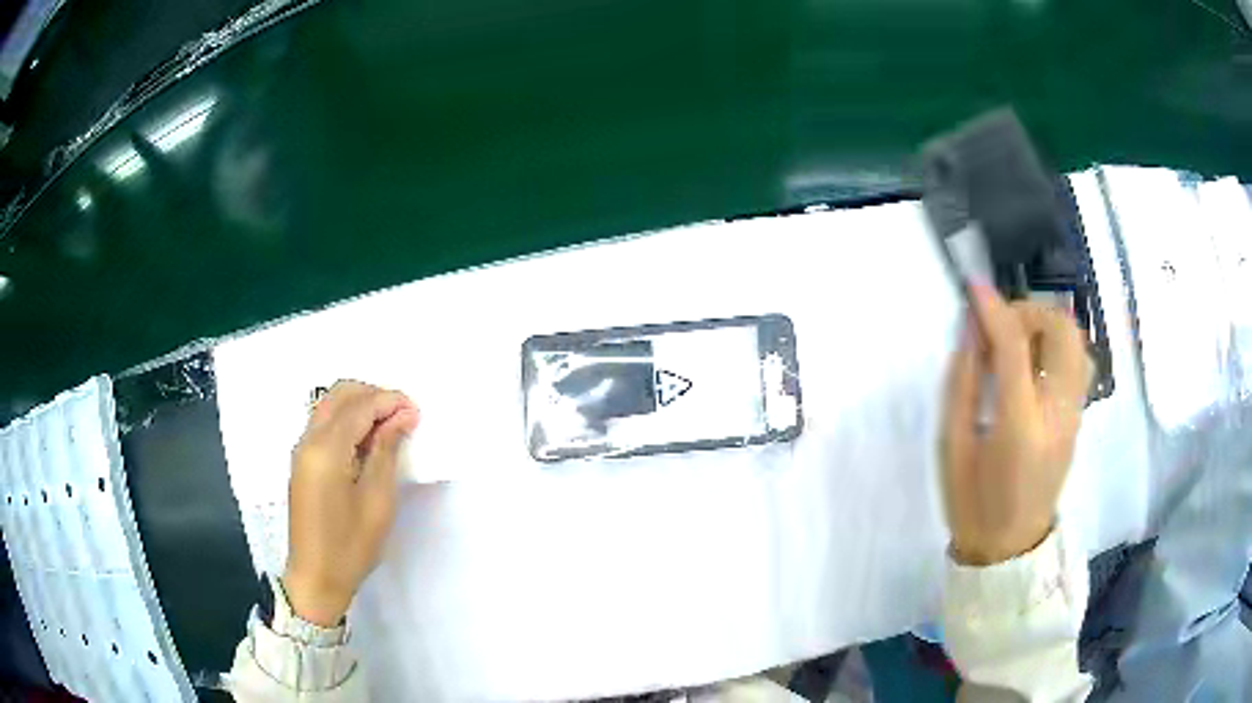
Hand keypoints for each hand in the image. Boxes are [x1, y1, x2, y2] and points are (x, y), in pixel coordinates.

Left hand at [282, 381, 419, 625]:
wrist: (316, 577)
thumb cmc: (351, 545)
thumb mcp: (377, 500)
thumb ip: (386, 451)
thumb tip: (401, 416)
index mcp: (326, 450)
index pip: (359, 406)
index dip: (389, 401)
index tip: (417, 412)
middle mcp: (308, 440)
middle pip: (339, 395)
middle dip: (373, 396)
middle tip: (403, 416)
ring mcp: (301, 450)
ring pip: (330, 406)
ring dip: (359, 405)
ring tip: (389, 427)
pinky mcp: (302, 462)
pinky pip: (324, 423)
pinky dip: (347, 420)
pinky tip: (367, 441)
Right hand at [942, 284, 1089, 565]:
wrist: (1010, 547)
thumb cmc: (973, 503)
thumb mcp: (953, 445)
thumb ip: (963, 381)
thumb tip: (972, 329)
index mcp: (1020, 426)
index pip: (1014, 346)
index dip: (993, 309)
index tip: (973, 288)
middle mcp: (1057, 413)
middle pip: (1061, 331)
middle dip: (1029, 310)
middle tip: (1000, 325)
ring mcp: (1074, 414)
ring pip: (1075, 340)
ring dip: (1045, 325)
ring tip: (1016, 341)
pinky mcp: (1078, 417)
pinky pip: (1077, 360)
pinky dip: (1055, 344)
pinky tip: (1032, 363)